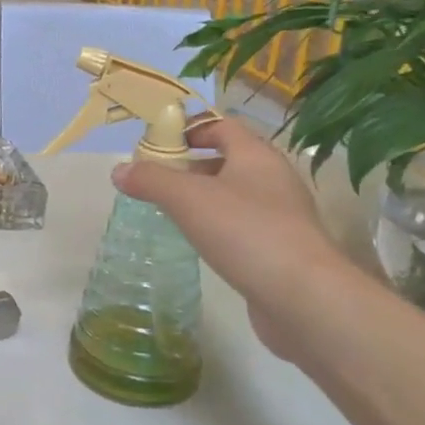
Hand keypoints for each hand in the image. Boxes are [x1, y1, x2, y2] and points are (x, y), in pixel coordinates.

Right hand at [113, 115, 348, 357]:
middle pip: (229, 160)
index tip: (158, 143)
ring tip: (170, 211)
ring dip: (204, 198)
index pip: (223, 126)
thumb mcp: (187, 199)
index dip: (191, 128)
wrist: (304, 298)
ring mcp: (282, 217)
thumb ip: (151, 180)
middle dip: (191, 166)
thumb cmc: (245, 232)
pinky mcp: (282, 250)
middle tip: (156, 179)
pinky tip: (199, 243)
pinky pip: (244, 226)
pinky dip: (219, 227)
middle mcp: (274, 180)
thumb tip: (119, 170)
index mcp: (256, 156)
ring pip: (236, 195)